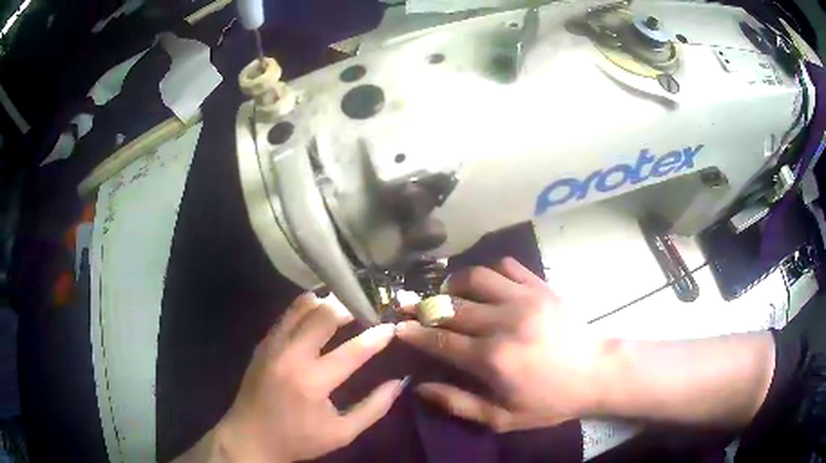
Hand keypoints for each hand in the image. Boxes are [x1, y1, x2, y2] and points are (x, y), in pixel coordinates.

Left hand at [213, 293, 403, 461]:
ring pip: (302, 307)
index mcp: (312, 382)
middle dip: (349, 308)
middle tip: (366, 310)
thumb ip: (374, 408)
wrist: (250, 437)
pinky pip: (287, 315)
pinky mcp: (263, 344)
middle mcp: (291, 356)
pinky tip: (318, 311)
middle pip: (323, 316)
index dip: (376, 338)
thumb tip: (398, 382)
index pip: (352, 351)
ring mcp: (273, 346)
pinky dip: (305, 308)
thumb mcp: (342, 433)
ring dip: (326, 302)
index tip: (392, 328)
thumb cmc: (298, 439)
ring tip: (345, 305)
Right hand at [396, 257, 602, 431]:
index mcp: (492, 359)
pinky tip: (486, 285)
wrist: (596, 373)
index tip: (397, 327)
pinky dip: (489, 272)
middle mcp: (503, 322)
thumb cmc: (550, 400)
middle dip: (424, 307)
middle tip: (411, 307)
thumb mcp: (503, 418)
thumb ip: (458, 403)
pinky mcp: (541, 286)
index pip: (439, 341)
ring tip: (449, 295)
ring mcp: (524, 298)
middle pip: (451, 307)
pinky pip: (506, 266)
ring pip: (475, 277)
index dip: (414, 333)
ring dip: (454, 284)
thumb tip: (420, 387)